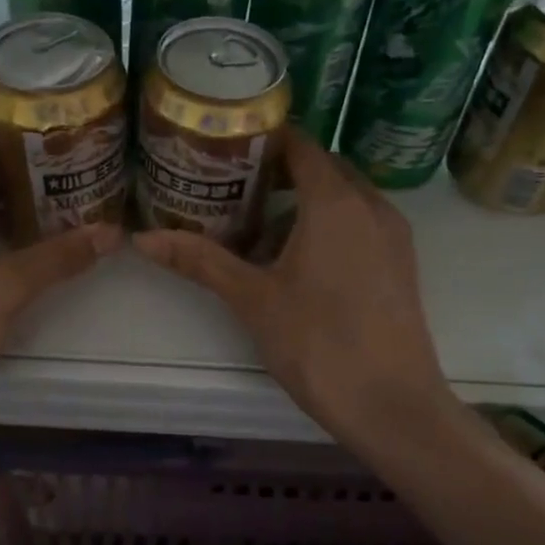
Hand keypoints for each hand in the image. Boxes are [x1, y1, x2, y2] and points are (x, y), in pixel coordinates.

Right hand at [134, 134, 449, 442]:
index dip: (264, 138)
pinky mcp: (401, 263)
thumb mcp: (252, 298)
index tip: (226, 145)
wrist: (393, 407)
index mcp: (336, 201)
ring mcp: (393, 235)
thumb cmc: (319, 343)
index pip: (301, 145)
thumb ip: (200, 260)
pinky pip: (360, 221)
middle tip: (231, 185)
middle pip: (323, 167)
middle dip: (280, 170)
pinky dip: (328, 222)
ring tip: (257, 224)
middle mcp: (371, 205)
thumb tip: (142, 239)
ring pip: (344, 196)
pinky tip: (297, 258)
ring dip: (304, 199)